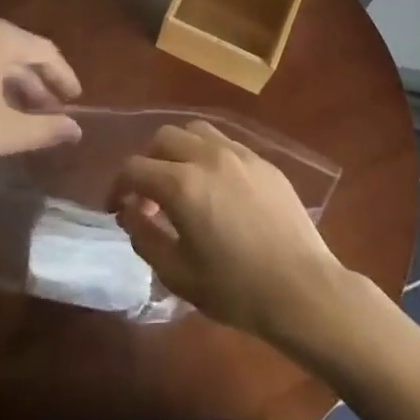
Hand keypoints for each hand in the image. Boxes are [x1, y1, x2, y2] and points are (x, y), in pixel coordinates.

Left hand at [0, 18, 81, 178]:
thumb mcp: (3, 132)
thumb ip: (44, 129)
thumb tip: (75, 130)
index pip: (45, 52)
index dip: (64, 77)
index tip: (75, 100)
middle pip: (17, 53)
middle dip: (36, 83)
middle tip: (50, 112)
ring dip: (10, 84)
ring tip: (20, 114)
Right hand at [114, 121, 351, 344]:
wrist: (302, 288)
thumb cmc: (236, 289)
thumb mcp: (178, 274)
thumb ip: (145, 237)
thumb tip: (130, 211)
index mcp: (182, 184)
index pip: (134, 168)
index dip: (117, 186)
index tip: (117, 208)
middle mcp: (208, 156)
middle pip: (163, 138)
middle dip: (147, 162)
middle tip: (148, 195)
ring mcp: (239, 154)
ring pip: (195, 130)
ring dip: (178, 150)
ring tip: (181, 180)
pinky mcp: (263, 161)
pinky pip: (225, 142)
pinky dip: (208, 153)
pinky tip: (216, 185)